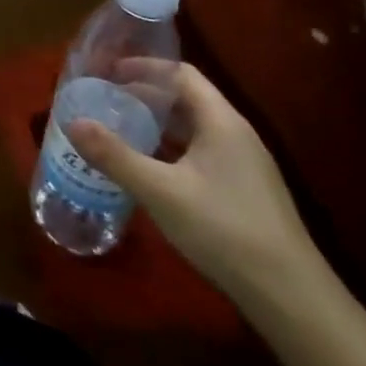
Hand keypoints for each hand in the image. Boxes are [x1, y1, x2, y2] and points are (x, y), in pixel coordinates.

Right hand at [67, 62, 320, 307]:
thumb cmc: (225, 230)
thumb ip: (115, 155)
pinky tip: (149, 169)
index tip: (108, 72)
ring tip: (119, 130)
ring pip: (193, 128)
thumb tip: (72, 122)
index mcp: (221, 121)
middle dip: (144, 95)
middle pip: (186, 98)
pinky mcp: (245, 191)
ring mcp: (245, 165)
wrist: (292, 298)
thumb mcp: (160, 191)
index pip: (181, 73)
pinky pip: (201, 153)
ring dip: (157, 124)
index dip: (143, 67)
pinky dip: (171, 149)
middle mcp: (236, 134)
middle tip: (105, 101)